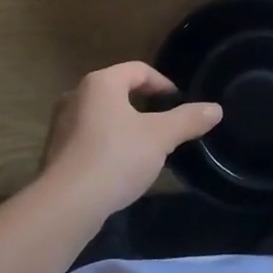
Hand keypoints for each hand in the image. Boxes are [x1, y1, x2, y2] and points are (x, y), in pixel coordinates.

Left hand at [39, 62, 221, 214]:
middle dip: (145, 106)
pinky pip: (89, 138)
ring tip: (147, 149)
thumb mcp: (160, 137)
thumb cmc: (116, 157)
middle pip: (118, 91)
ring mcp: (62, 123)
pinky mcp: (56, 151)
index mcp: (101, 82)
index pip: (138, 70)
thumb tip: (215, 109)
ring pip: (103, 116)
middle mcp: (76, 95)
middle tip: (166, 126)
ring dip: (126, 127)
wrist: (67, 203)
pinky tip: (121, 168)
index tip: (180, 104)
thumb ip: (188, 120)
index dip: (163, 83)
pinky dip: (108, 145)